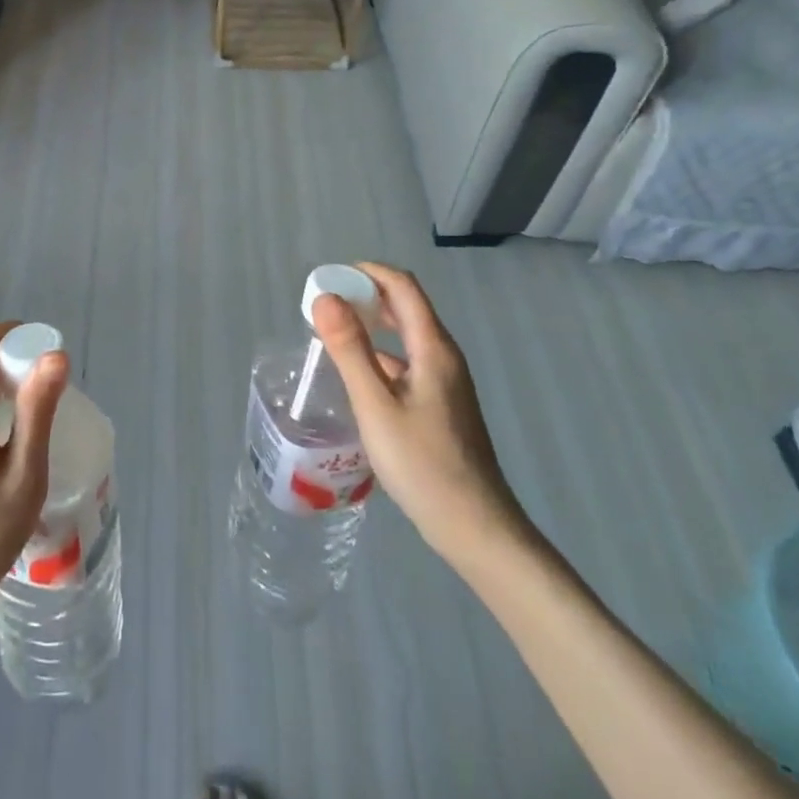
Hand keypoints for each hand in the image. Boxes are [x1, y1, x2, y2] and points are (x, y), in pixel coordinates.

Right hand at [311, 263, 535, 571]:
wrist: (474, 526)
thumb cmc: (422, 463)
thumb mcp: (376, 405)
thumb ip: (350, 349)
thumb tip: (325, 298)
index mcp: (433, 347)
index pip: (402, 286)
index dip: (366, 272)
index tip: (328, 278)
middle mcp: (443, 356)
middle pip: (406, 307)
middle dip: (366, 295)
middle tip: (324, 306)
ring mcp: (445, 382)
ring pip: (406, 337)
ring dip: (372, 325)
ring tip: (332, 336)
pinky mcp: (441, 405)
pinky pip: (407, 363)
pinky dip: (380, 355)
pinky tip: (356, 377)